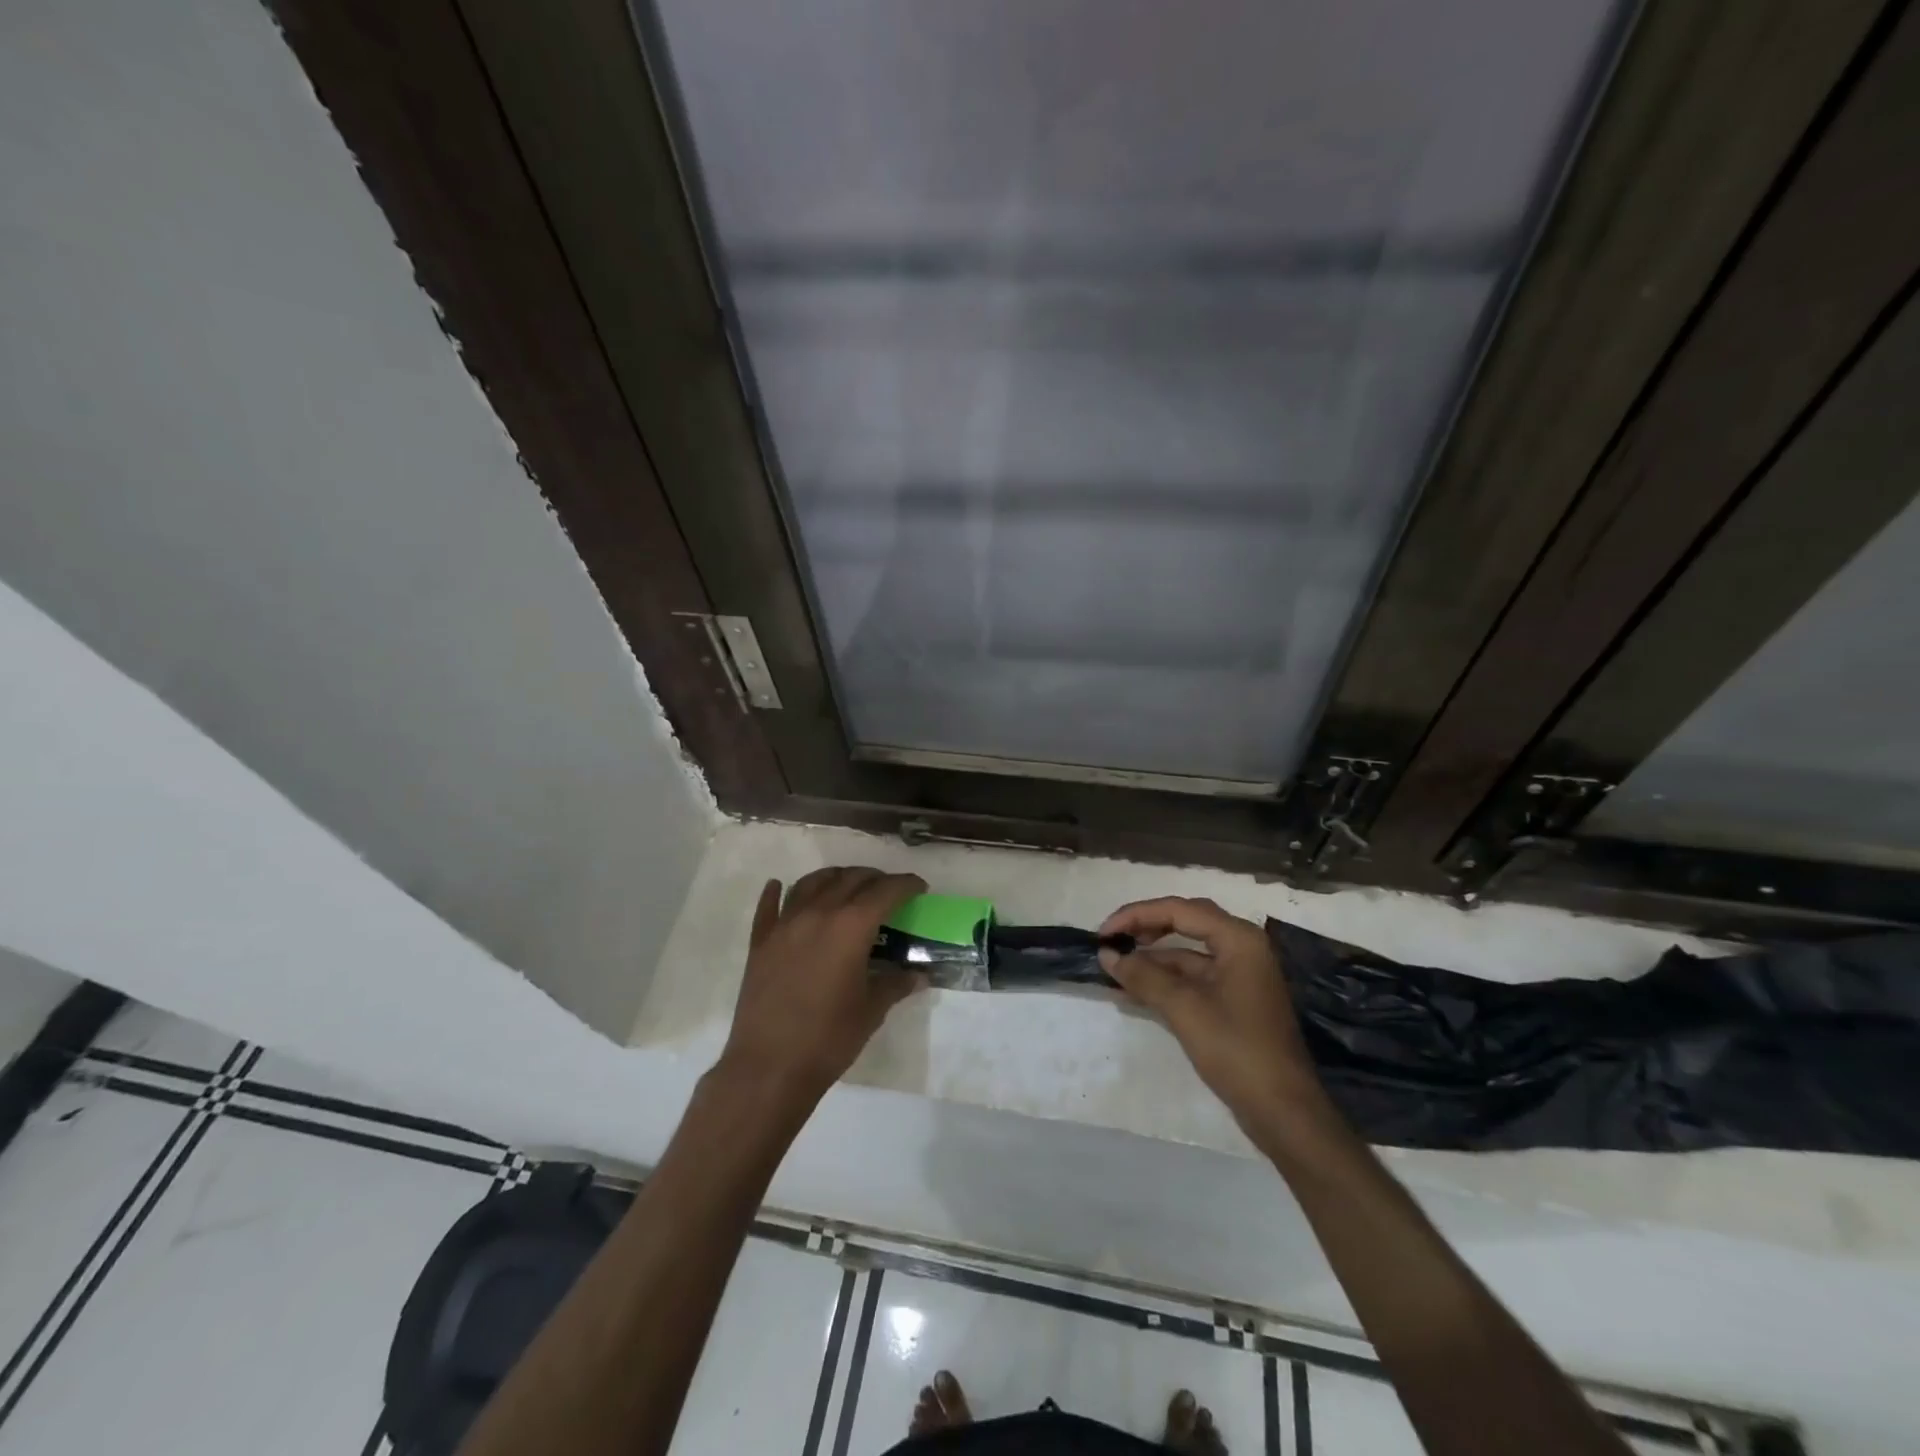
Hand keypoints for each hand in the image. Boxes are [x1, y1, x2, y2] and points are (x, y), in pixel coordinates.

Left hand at [718, 867, 928, 1103]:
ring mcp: (785, 925)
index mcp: (851, 926)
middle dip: (874, 879)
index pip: (885, 891)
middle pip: (850, 879)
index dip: (906, 885)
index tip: (919, 887)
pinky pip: (769, 906)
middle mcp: (818, 913)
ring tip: (845, 885)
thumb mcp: (871, 1011)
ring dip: (834, 877)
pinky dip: (776, 892)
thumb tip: (918, 975)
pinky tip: (778, 886)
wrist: (770, 1067)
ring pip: (811, 883)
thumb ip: (895, 984)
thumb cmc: (829, 1038)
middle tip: (888, 891)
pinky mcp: (760, 942)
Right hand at [1098, 897, 1336, 1141]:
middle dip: (1145, 928)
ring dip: (1151, 958)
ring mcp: (1239, 975)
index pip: (1179, 910)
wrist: (1283, 1111)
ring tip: (1114, 966)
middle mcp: (1241, 948)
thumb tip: (1107, 954)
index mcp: (1238, 939)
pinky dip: (1164, 981)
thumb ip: (1144, 976)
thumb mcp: (1184, 1009)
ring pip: (1187, 953)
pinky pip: (1192, 978)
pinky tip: (1133, 991)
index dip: (1137, 915)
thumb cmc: (1237, 1049)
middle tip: (1111, 939)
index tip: (1104, 932)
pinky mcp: (1233, 1001)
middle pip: (1185, 922)